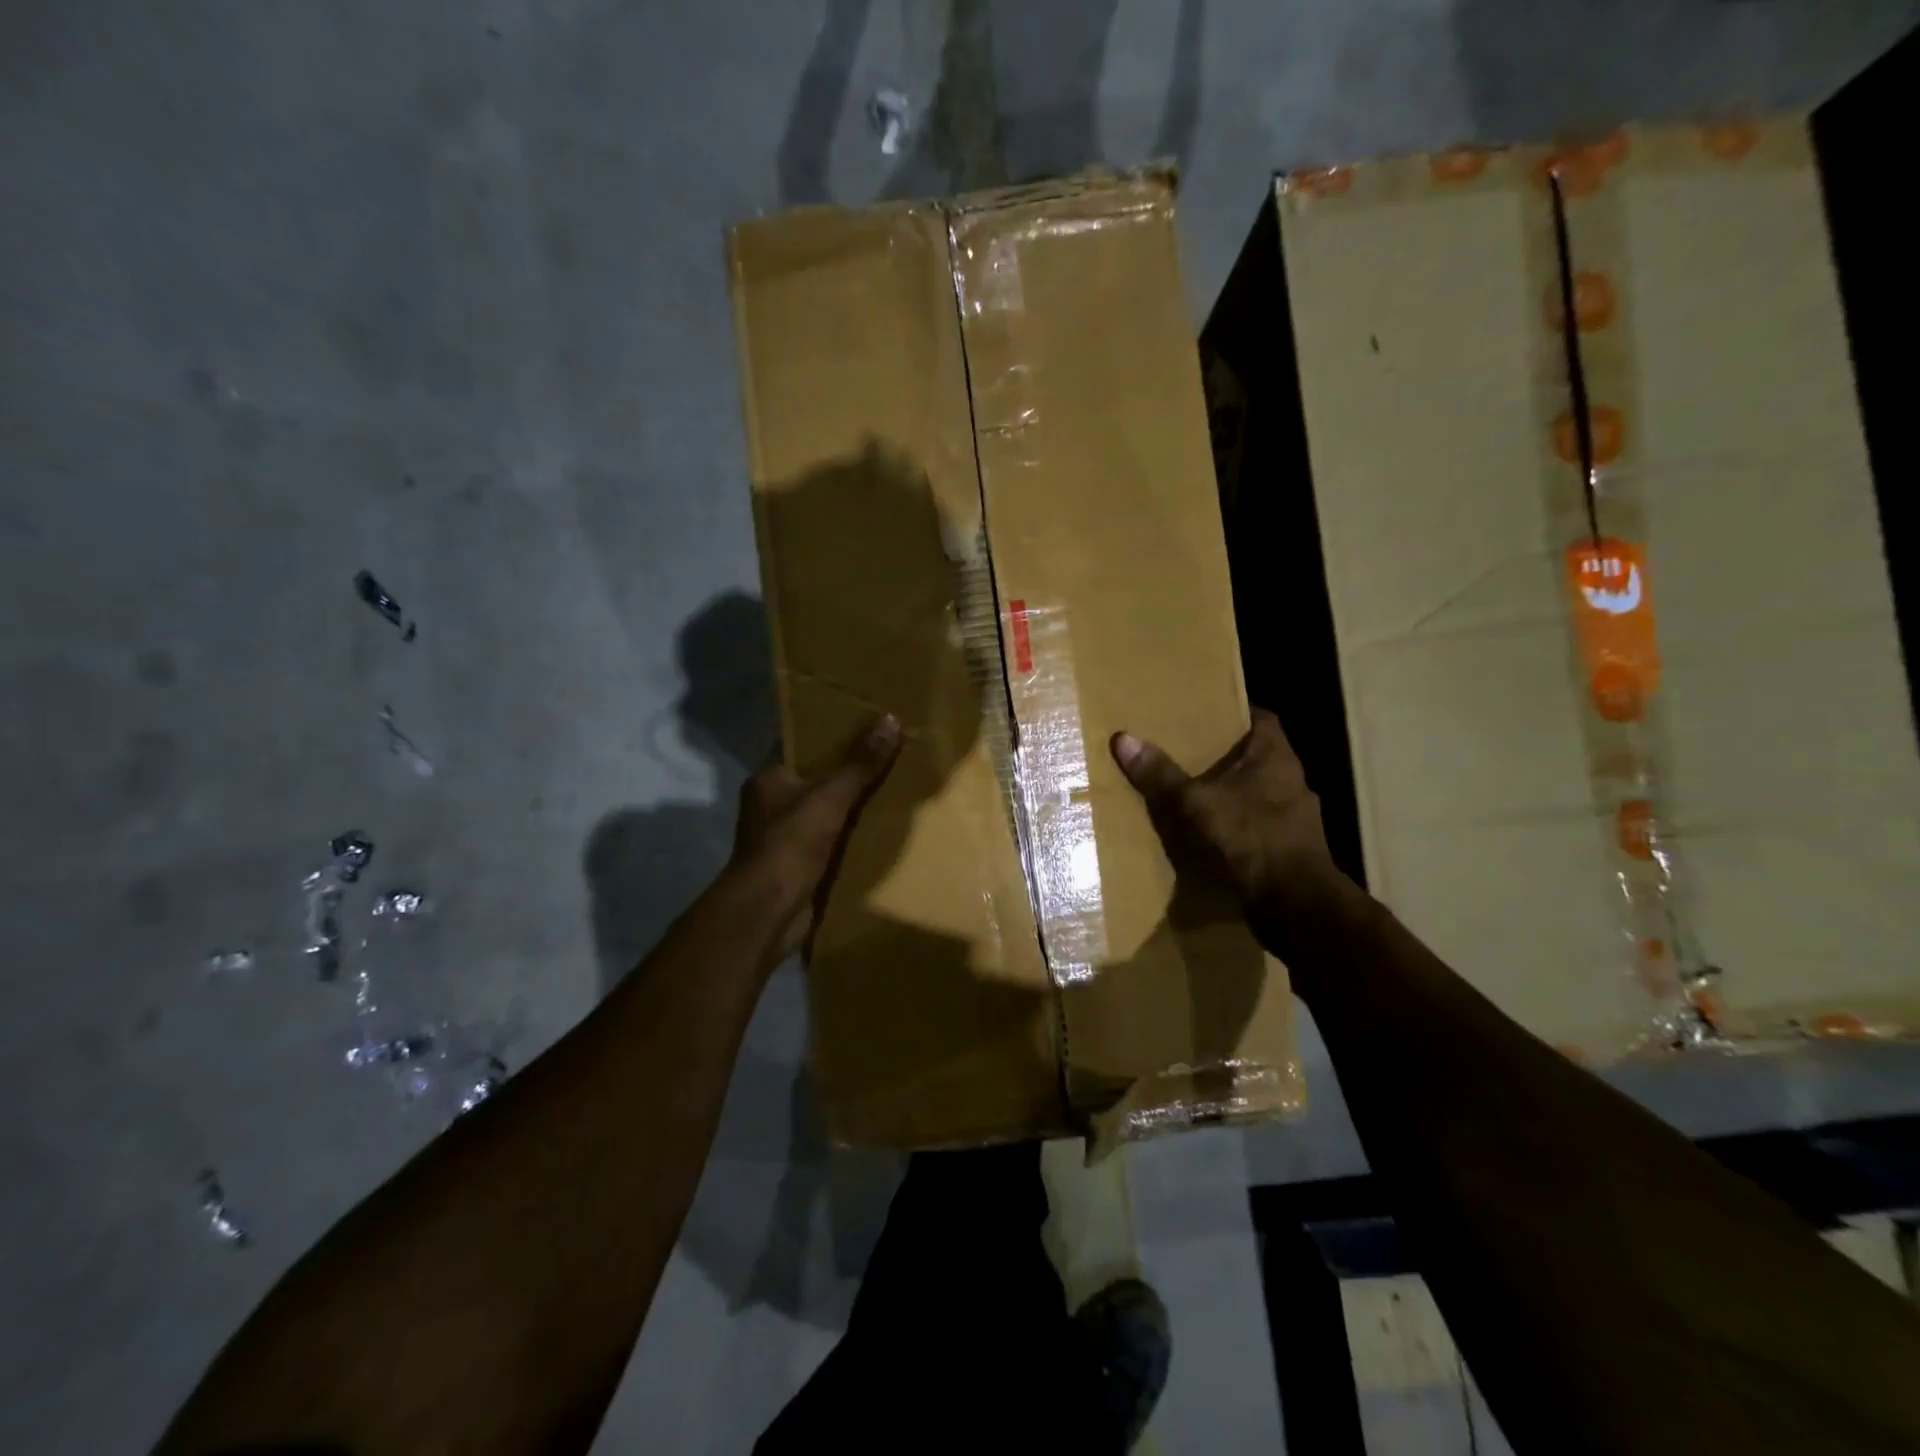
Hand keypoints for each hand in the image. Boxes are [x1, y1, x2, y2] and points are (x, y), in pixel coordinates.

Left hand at [730, 713, 902, 964]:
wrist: (769, 911)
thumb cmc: (790, 843)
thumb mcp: (830, 796)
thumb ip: (860, 762)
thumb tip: (891, 718)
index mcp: (768, 779)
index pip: (802, 749)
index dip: (832, 737)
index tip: (867, 727)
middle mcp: (772, 806)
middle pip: (817, 781)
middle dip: (849, 774)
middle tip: (890, 756)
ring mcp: (784, 838)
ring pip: (826, 813)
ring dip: (853, 809)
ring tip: (895, 790)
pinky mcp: (799, 866)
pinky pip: (831, 843)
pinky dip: (852, 839)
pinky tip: (882, 831)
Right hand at [1111, 710, 1342, 918]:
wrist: (1294, 905)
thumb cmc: (1249, 839)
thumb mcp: (1195, 804)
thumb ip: (1161, 774)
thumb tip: (1123, 738)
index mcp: (1276, 758)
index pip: (1262, 719)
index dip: (1235, 713)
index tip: (1204, 714)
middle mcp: (1292, 782)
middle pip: (1257, 757)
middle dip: (1225, 756)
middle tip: (1186, 752)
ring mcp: (1296, 819)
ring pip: (1258, 794)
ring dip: (1231, 794)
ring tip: (1192, 795)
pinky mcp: (1291, 850)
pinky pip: (1258, 827)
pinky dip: (1237, 828)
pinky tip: (1210, 837)